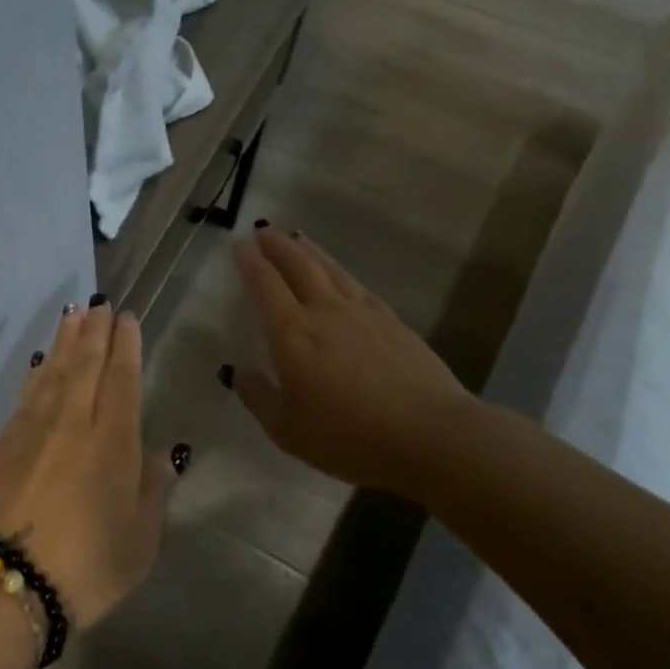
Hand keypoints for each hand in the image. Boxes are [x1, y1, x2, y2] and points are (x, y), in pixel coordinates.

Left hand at [0, 304, 173, 627]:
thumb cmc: (85, 568)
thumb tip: (159, 454)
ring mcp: (32, 430)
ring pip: (54, 372)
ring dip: (66, 341)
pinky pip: (26, 393)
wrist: (1, 582)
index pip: (122, 380)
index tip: (126, 318)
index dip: (126, 347)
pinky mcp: (2, 443)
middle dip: (95, 331)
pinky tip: (41, 362)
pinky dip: (37, 372)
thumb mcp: (138, 542)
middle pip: (86, 366)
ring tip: (73, 315)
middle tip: (100, 303)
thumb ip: (151, 492)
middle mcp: (72, 424)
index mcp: (112, 443)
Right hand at [227, 228, 476, 495]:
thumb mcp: (287, 430)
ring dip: (309, 251)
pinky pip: (356, 285)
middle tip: (263, 231)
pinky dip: (340, 272)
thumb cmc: (349, 437)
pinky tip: (340, 277)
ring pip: (330, 269)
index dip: (250, 263)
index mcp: (292, 334)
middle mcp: (325, 311)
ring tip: (296, 239)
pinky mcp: (393, 321)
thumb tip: (239, 372)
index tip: (239, 246)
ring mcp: (363, 312)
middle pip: (298, 265)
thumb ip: (258, 397)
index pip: (265, 285)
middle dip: (277, 246)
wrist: (430, 435)